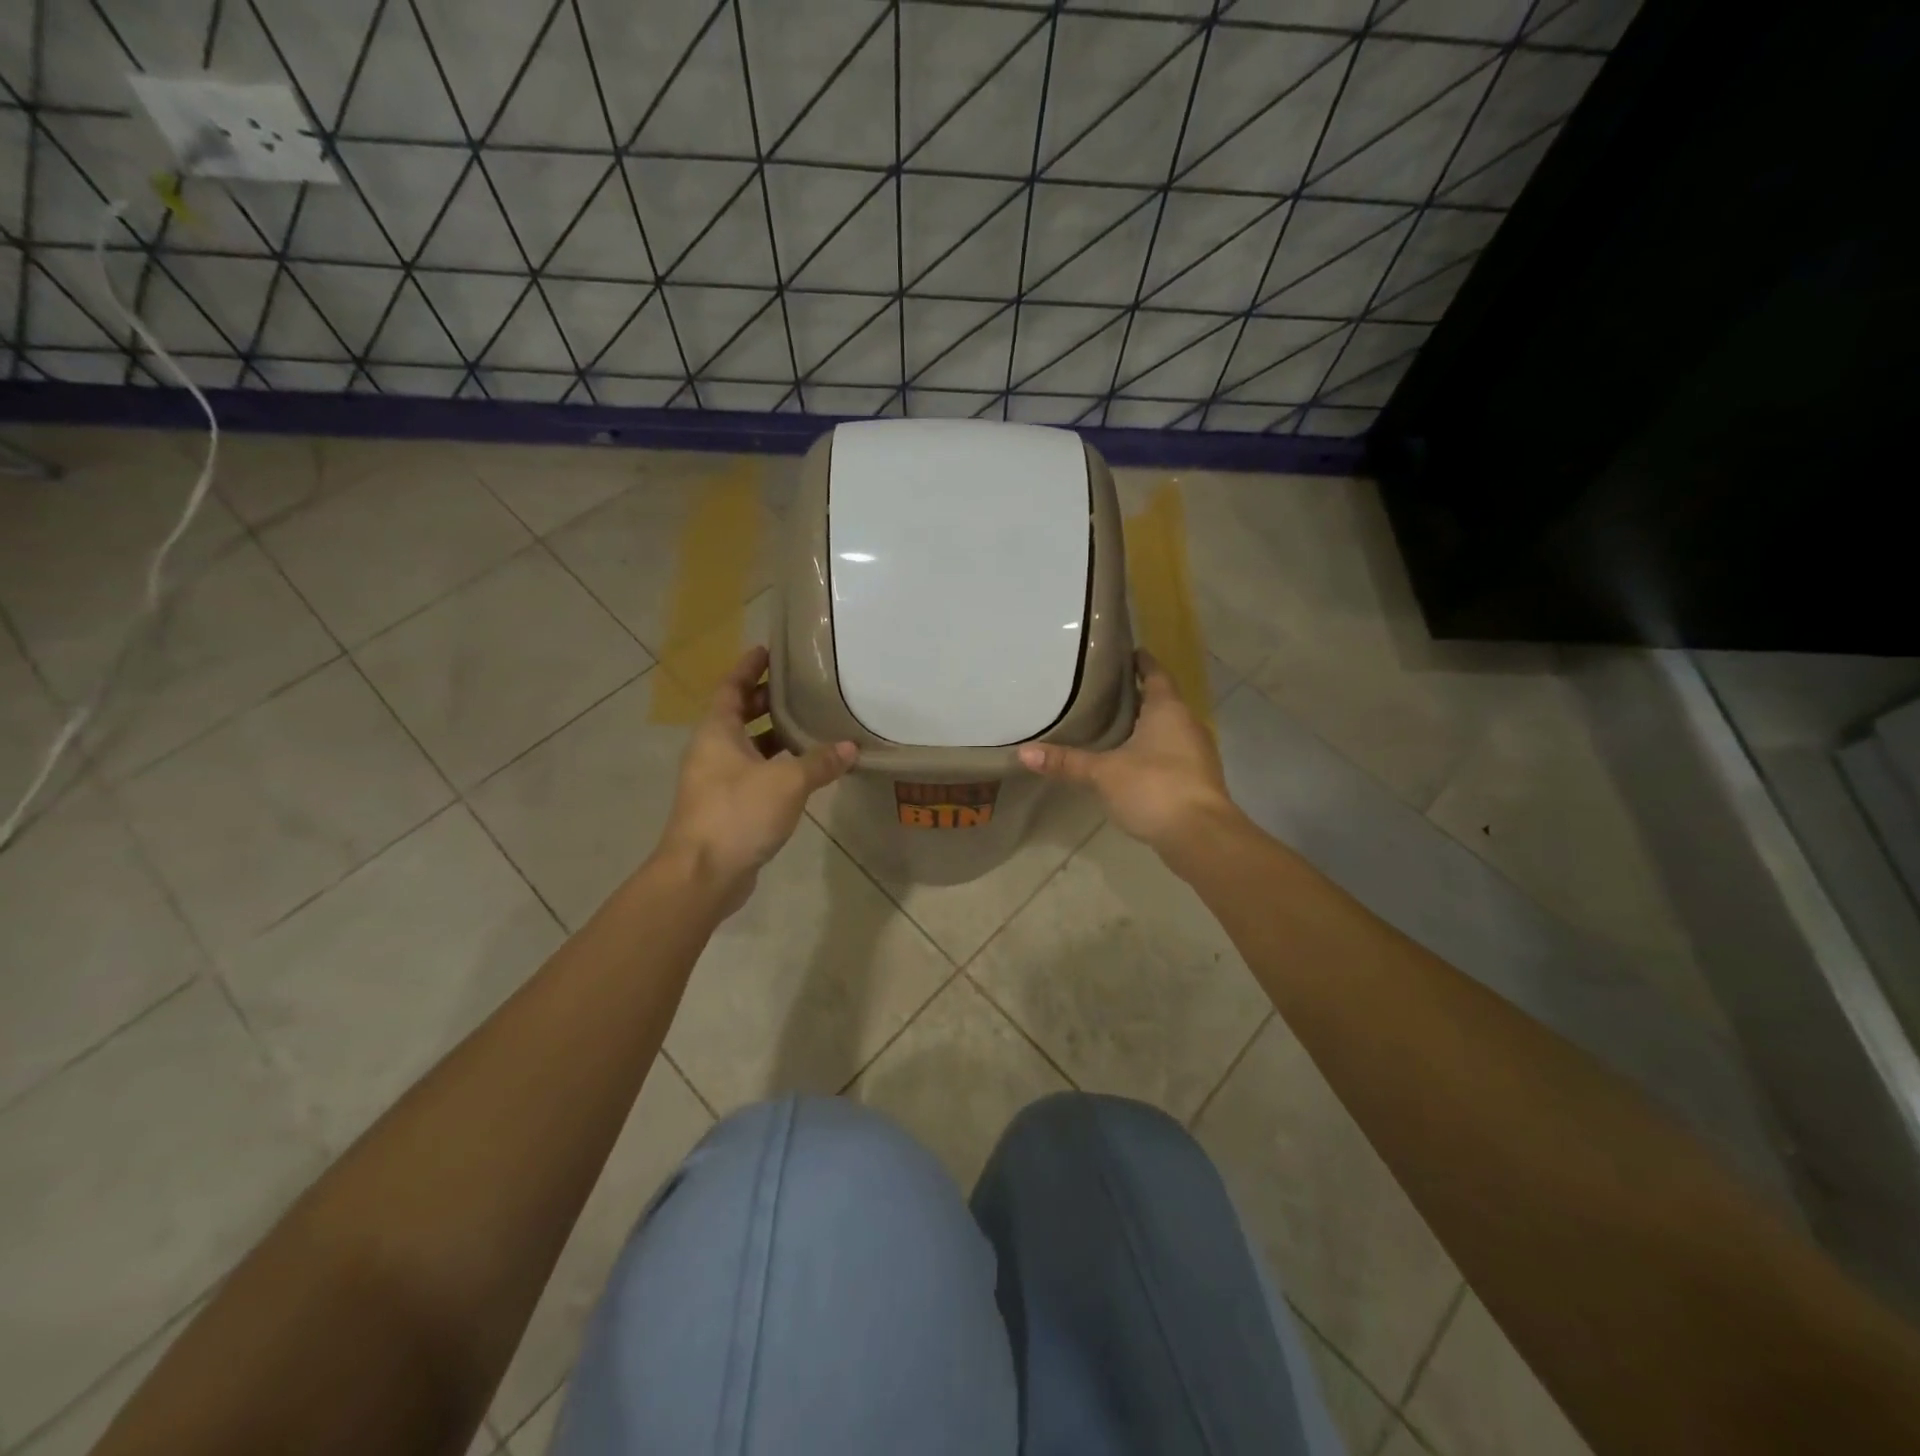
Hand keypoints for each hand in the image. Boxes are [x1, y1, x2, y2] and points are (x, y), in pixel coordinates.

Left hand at [655, 646, 856, 913]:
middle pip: (739, 714)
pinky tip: (806, 770)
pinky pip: (755, 774)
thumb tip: (850, 748)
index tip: (767, 650)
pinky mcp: (728, 808)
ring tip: (811, 723)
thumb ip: (820, 762)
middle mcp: (713, 751)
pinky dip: (777, 766)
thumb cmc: (738, 813)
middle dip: (767, 700)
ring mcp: (717, 781)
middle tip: (801, 687)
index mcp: (717, 732)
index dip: (748, 667)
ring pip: (748, 747)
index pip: (731, 687)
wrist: (702, 874)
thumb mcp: (787, 781)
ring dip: (775, 735)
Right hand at [1018, 650, 1239, 853]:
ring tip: (1113, 726)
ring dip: (1145, 727)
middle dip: (1138, 696)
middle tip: (1105, 691)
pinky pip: (1172, 755)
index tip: (1126, 652)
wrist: (1201, 836)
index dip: (1141, 661)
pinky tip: (1130, 763)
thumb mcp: (1103, 773)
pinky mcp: (1197, 780)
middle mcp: (1187, 724)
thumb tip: (1023, 752)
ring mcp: (1197, 754)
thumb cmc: (1153, 787)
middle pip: (1162, 701)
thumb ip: (1066, 762)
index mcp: (1168, 710)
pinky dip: (1152, 752)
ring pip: (1168, 730)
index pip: (1155, 673)